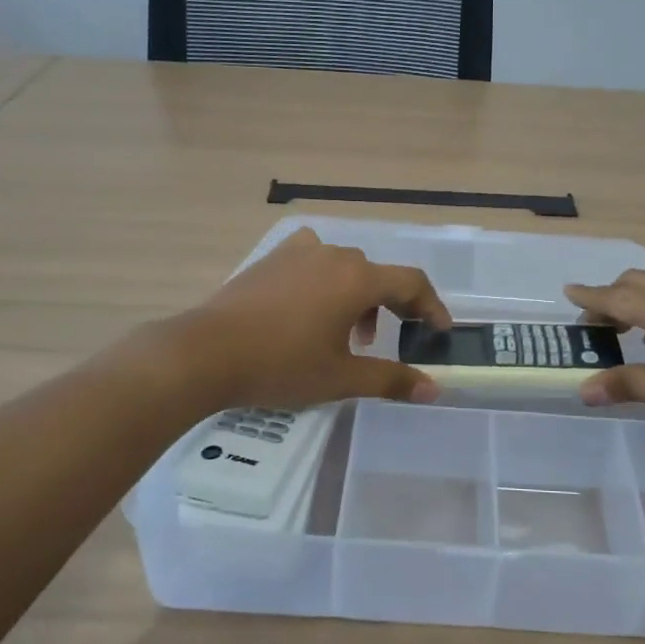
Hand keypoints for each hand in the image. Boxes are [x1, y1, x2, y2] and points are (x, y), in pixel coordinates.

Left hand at [176, 229, 450, 409]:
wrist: (205, 352)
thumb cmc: (281, 365)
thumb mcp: (340, 378)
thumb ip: (391, 379)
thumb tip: (432, 389)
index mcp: (357, 279)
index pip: (411, 283)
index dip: (431, 306)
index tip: (439, 331)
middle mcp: (333, 256)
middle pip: (376, 275)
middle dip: (391, 306)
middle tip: (387, 340)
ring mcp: (298, 253)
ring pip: (344, 268)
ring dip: (356, 297)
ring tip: (344, 335)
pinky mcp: (271, 260)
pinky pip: (313, 262)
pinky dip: (325, 283)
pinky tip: (308, 310)